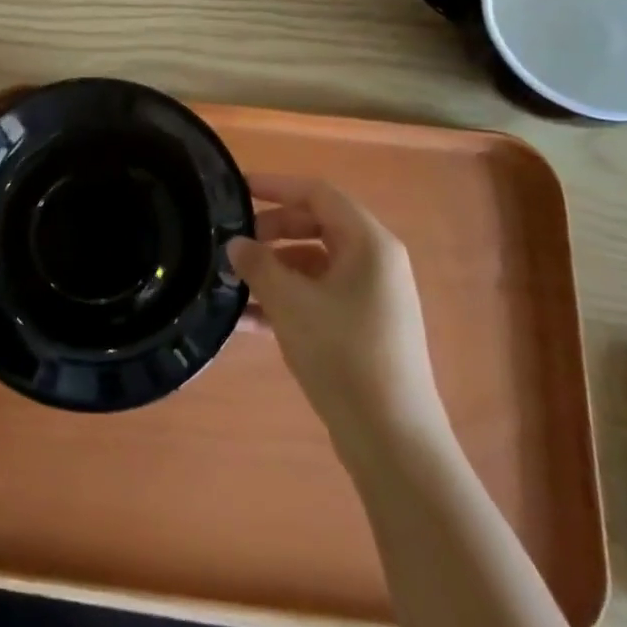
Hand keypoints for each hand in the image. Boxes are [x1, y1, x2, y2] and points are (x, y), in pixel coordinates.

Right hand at [229, 176, 451, 470]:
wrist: (393, 440)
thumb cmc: (344, 355)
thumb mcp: (291, 304)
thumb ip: (258, 265)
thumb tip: (235, 244)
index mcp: (368, 243)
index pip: (317, 193)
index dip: (276, 185)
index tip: (237, 189)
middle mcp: (375, 262)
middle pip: (316, 226)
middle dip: (271, 231)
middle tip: (233, 244)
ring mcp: (372, 297)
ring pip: (314, 265)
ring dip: (274, 269)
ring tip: (233, 284)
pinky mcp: (364, 328)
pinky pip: (319, 297)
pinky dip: (288, 300)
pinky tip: (249, 320)